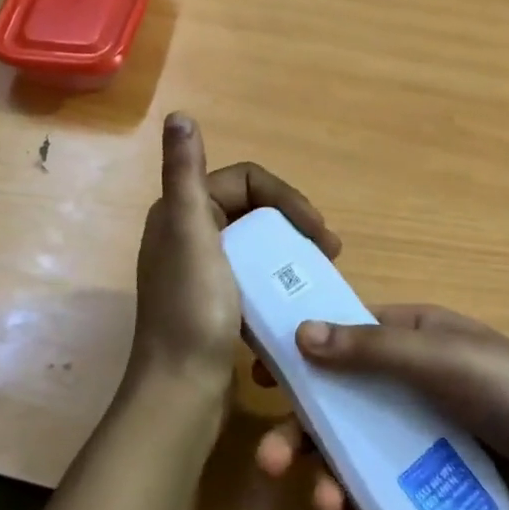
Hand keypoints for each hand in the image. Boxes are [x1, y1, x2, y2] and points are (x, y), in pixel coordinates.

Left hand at [130, 112, 339, 400]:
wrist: (181, 394)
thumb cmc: (193, 311)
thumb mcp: (190, 234)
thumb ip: (183, 173)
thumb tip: (178, 115)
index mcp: (180, 212)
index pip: (245, 181)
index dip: (285, 197)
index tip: (318, 230)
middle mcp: (187, 234)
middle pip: (253, 209)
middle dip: (294, 221)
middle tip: (329, 249)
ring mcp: (201, 271)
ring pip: (255, 242)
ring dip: (290, 249)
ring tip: (322, 269)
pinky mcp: (215, 302)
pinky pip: (252, 274)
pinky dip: (277, 276)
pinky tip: (296, 295)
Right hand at [255, 305, 508, 509]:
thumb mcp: (443, 360)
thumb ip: (372, 349)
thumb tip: (300, 331)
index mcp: (413, 336)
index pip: (342, 334)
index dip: (299, 352)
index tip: (258, 374)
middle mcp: (411, 379)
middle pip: (341, 401)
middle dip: (304, 432)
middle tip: (270, 463)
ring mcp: (422, 431)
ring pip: (358, 449)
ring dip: (331, 476)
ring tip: (326, 509)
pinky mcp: (435, 476)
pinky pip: (385, 486)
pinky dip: (365, 504)